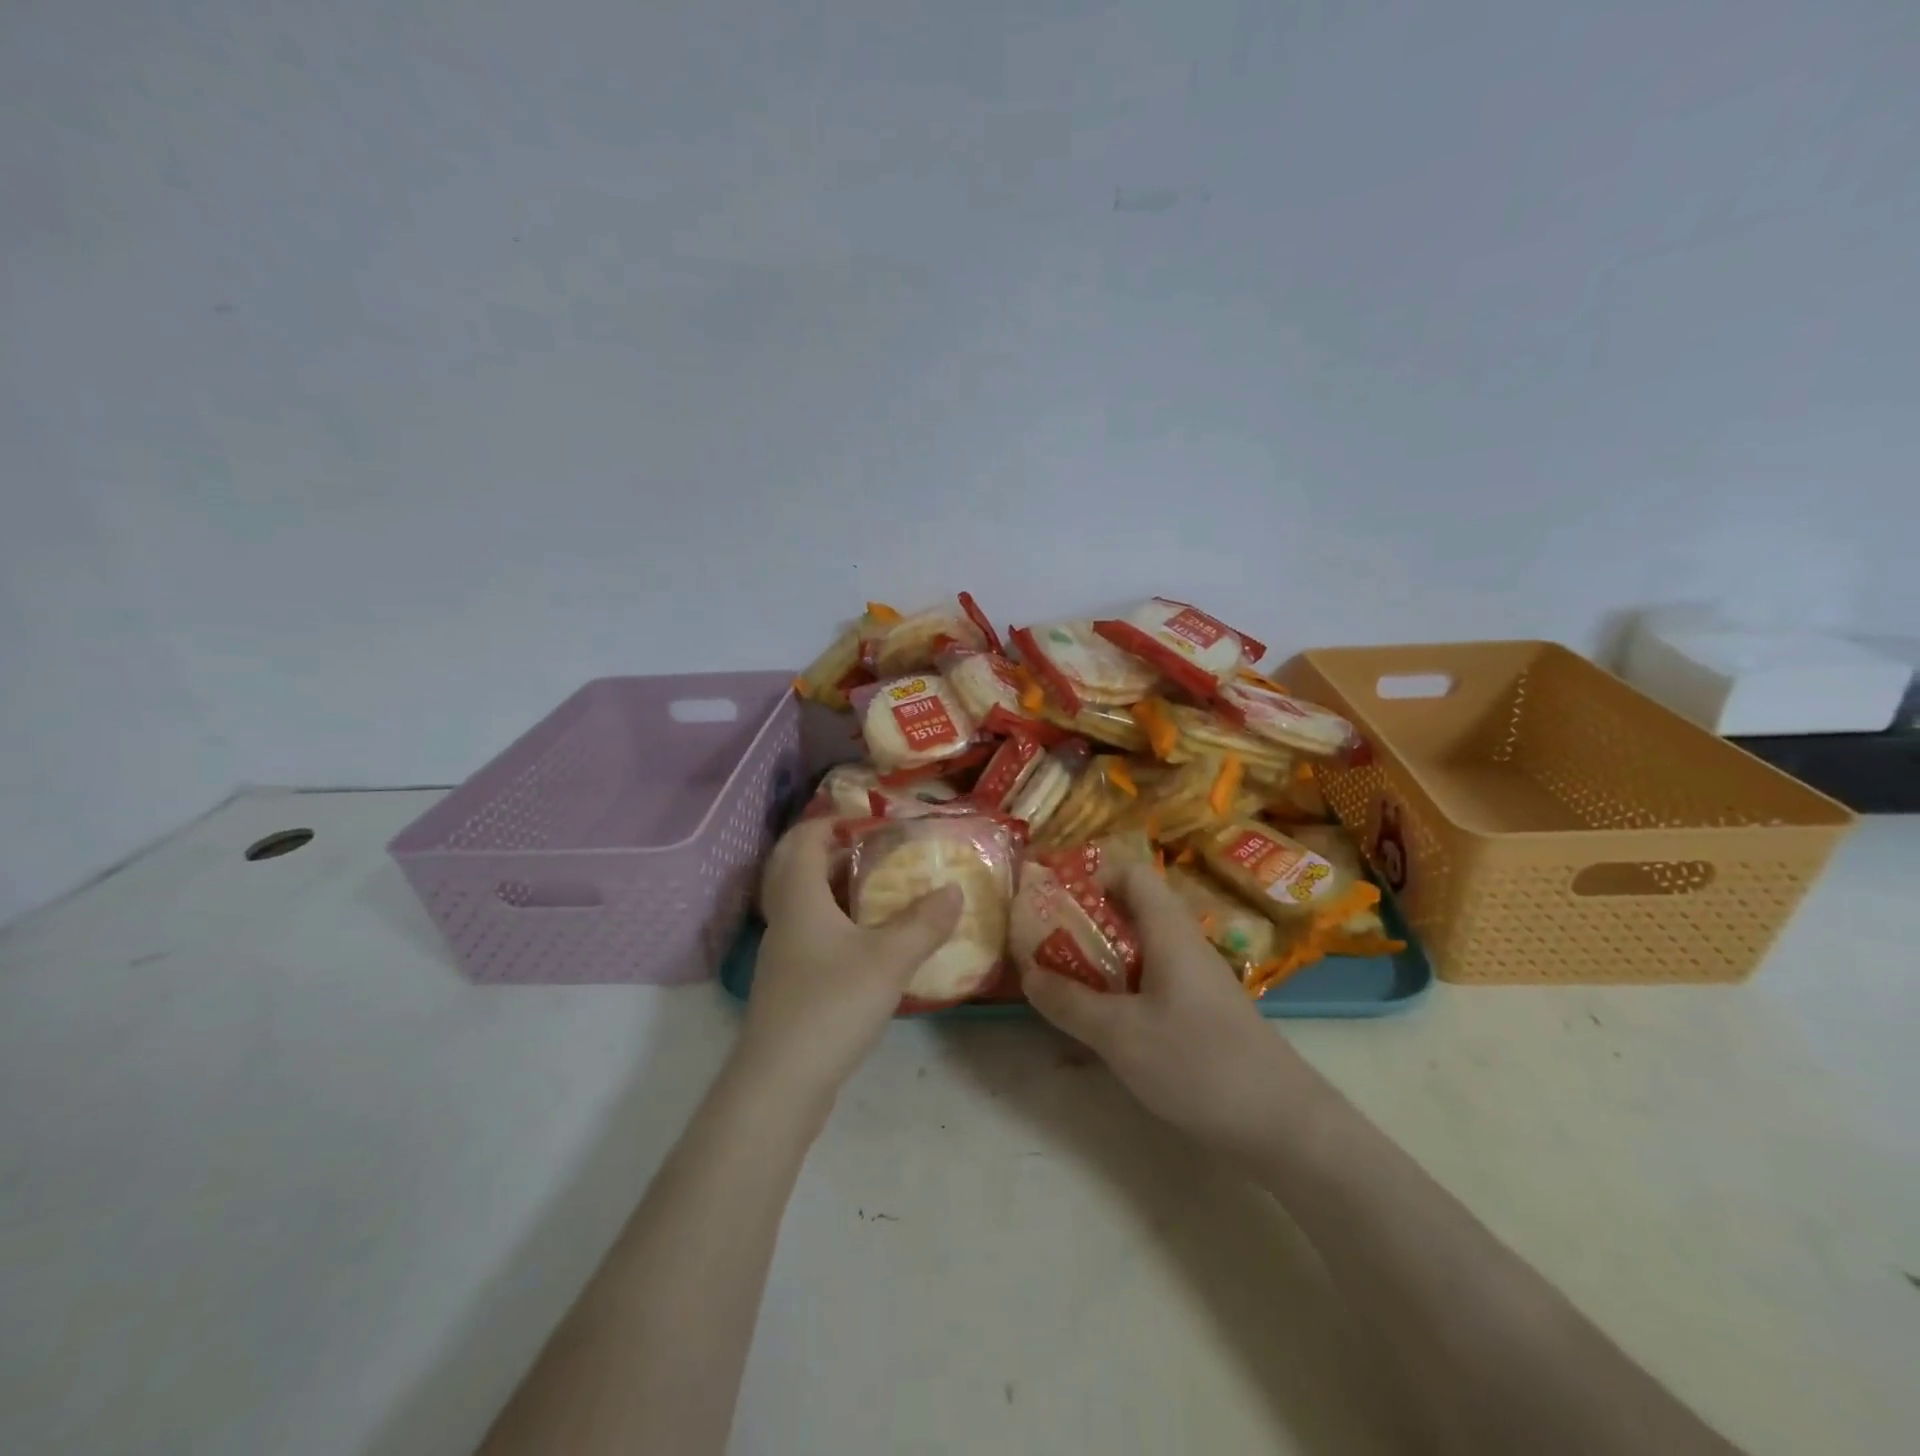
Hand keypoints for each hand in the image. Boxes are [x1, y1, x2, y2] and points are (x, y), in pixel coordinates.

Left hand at [736, 818, 962, 1112]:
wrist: (780, 1084)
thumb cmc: (831, 1004)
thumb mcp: (889, 959)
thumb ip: (925, 923)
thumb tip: (953, 890)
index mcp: (800, 898)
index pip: (802, 839)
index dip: (831, 822)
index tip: (869, 821)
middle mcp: (785, 919)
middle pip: (802, 869)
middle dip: (839, 855)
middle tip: (882, 854)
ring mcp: (784, 955)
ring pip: (809, 905)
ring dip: (842, 892)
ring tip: (886, 894)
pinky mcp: (790, 985)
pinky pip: (815, 936)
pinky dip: (841, 926)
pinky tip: (873, 945)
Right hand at [1021, 863, 1313, 1154]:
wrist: (1285, 1127)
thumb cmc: (1199, 1064)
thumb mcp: (1121, 1035)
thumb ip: (1070, 1002)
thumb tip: (1028, 973)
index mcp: (1169, 932)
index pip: (1132, 874)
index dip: (1091, 877)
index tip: (1052, 901)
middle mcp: (1185, 946)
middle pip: (1132, 912)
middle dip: (1084, 924)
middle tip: (1044, 945)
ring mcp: (1197, 982)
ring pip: (1140, 952)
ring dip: (1100, 961)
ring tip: (1061, 983)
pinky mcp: (1203, 1015)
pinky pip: (1153, 984)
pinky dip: (1122, 992)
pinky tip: (1102, 1025)